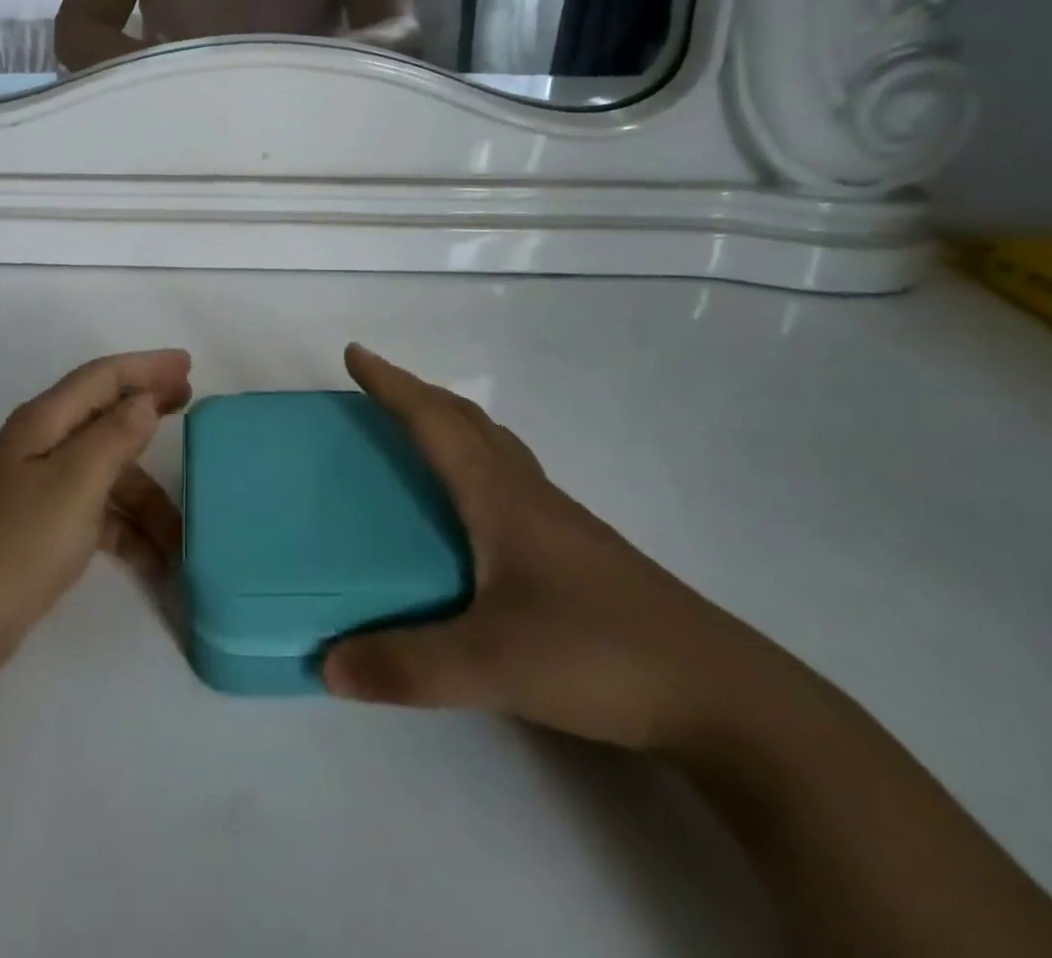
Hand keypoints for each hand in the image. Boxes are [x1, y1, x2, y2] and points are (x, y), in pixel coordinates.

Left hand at [0, 350, 191, 683]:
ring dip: (146, 496)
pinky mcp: (44, 526)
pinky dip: (127, 530)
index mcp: (43, 422)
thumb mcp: (74, 484)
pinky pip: (98, 513)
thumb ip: (114, 436)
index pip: (102, 377)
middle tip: (191, 403)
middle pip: (106, 416)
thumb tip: (145, 399)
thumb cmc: (16, 543)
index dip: (146, 367)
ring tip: (185, 530)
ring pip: (108, 474)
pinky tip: (155, 560)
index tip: (188, 364)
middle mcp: (42, 445)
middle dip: (149, 410)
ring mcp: (41, 488)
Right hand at [323, 345, 787, 753]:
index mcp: (500, 497)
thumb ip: (408, 665)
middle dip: (418, 394)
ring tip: (421, 433)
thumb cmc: (599, 655)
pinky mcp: (581, 552)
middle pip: (467, 420)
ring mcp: (562, 522)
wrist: (724, 697)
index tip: (355, 354)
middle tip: (378, 389)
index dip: (392, 385)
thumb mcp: (492, 666)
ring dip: (453, 423)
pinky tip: (478, 507)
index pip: (435, 422)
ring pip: (497, 447)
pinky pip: (514, 480)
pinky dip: (480, 462)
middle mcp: (529, 494)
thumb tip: (328, 664)